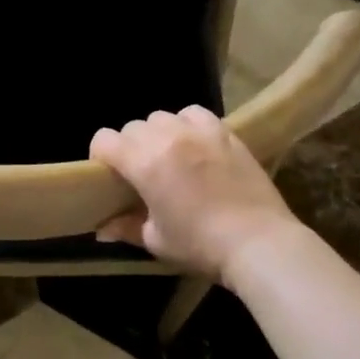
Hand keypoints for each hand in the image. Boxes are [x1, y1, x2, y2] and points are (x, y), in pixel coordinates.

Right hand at [89, 106, 296, 279]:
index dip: (100, 155)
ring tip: (169, 156)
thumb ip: (126, 227)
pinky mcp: (224, 132)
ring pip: (161, 116)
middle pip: (132, 127)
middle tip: (141, 173)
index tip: (108, 174)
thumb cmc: (201, 245)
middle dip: (129, 147)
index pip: (104, 139)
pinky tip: (194, 144)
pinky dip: (186, 124)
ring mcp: (198, 131)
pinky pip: (194, 113)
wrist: (259, 242)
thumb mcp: (157, 241)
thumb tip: (102, 229)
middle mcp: (167, 138)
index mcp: (144, 163)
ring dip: (157, 134)